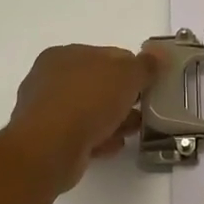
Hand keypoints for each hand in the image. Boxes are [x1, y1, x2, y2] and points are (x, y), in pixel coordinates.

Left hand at [2, 44, 158, 192]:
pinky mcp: (47, 139)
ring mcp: (46, 110)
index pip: (107, 55)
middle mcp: (50, 78)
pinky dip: (98, 138)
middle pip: (98, 84)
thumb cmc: (88, 100)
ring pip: (89, 111)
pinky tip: (112, 146)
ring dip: (113, 120)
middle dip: (123, 97)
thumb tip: (158, 54)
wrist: (50, 148)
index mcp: (64, 54)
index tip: (150, 85)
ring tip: (132, 131)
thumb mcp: (126, 75)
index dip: (133, 69)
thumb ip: (145, 65)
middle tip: (144, 110)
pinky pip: (80, 134)